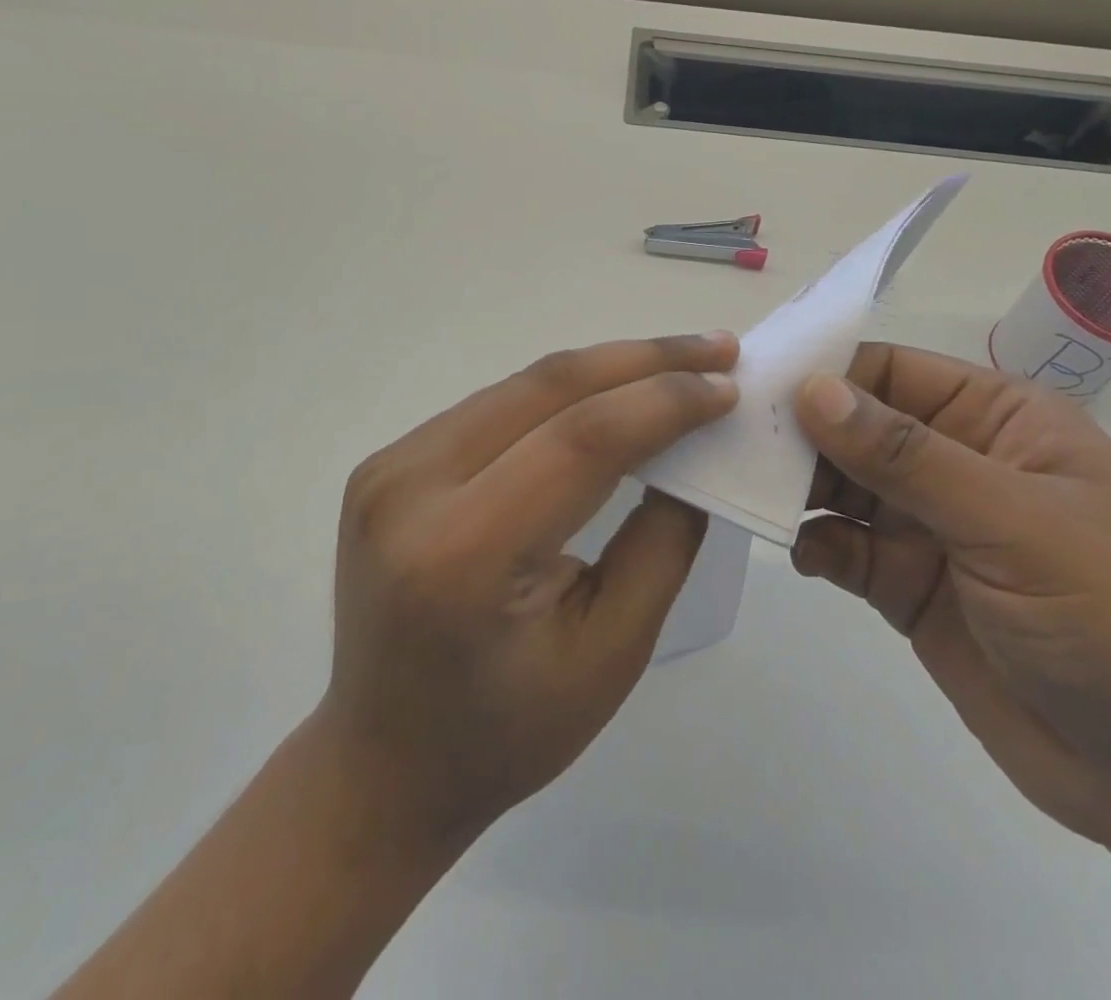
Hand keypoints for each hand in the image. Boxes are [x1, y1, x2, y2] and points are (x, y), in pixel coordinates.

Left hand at [319, 331, 739, 849]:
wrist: (381, 762)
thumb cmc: (506, 733)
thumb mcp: (611, 653)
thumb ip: (662, 541)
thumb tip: (696, 447)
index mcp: (463, 553)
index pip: (581, 439)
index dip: (663, 401)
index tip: (728, 384)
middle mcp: (411, 489)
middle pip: (547, 388)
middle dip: (643, 359)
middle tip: (717, 348)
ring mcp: (389, 468)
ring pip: (521, 385)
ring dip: (606, 367)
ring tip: (677, 362)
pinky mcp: (388, 462)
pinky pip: (494, 406)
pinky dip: (562, 391)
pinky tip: (611, 391)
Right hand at [792, 345, 1110, 854]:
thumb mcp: (1012, 522)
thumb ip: (905, 456)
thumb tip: (812, 390)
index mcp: (997, 420)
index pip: (891, 372)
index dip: (826, 373)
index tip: (756, 384)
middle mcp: (956, 462)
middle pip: (856, 428)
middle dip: (800, 433)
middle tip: (732, 439)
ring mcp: (930, 528)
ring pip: (842, 487)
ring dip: (798, 488)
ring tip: (747, 490)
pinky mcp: (909, 586)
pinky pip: (845, 549)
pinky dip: (816, 546)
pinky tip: (801, 554)